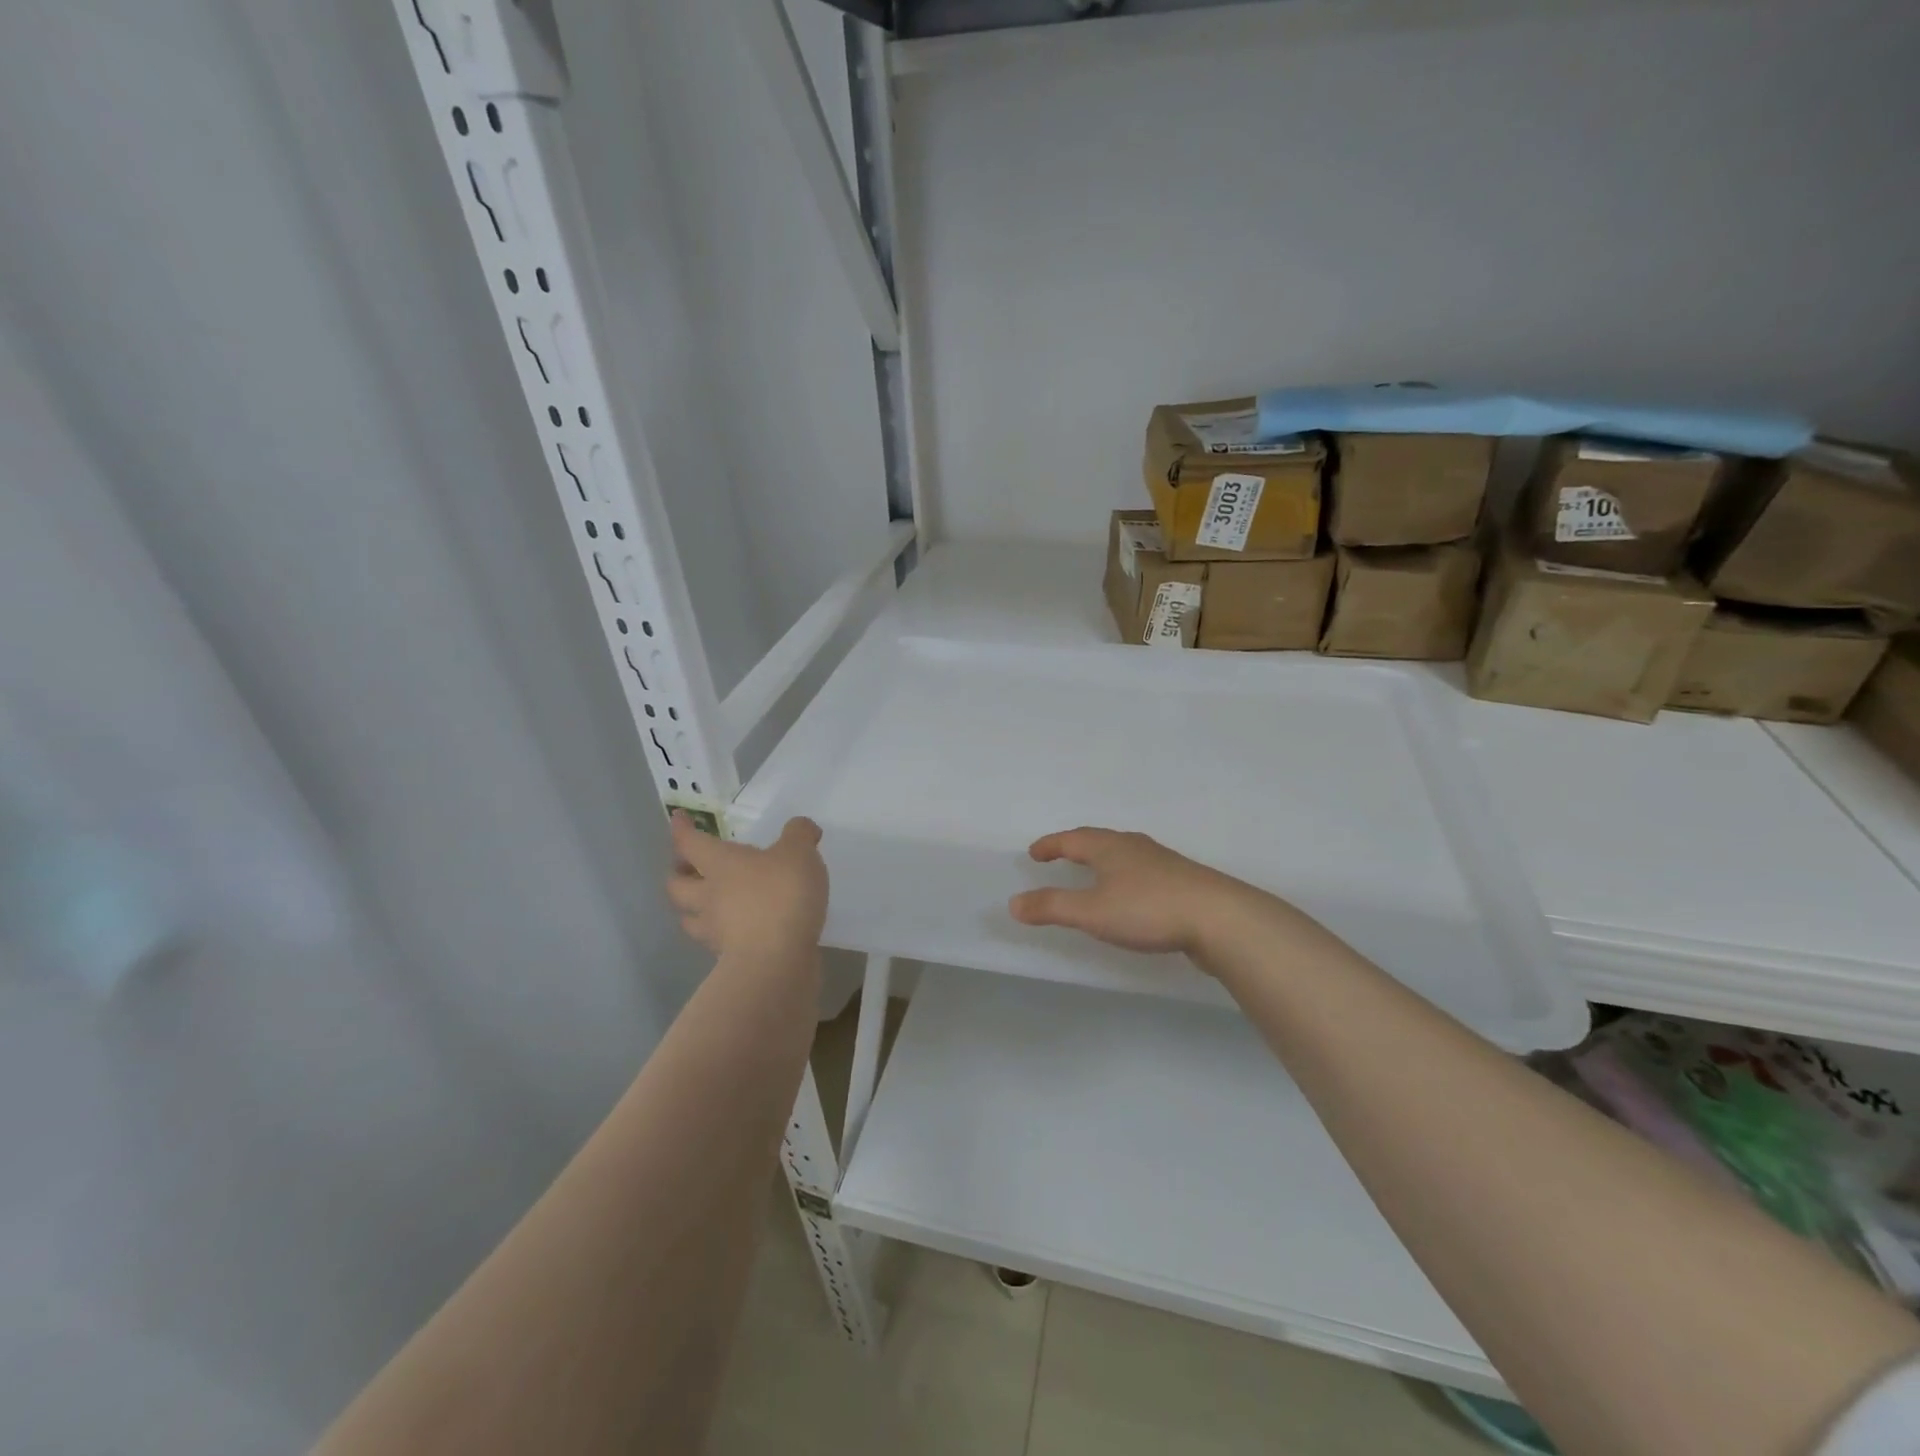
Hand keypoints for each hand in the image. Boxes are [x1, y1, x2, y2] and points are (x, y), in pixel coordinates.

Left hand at [667, 814, 827, 958]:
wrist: (777, 961)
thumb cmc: (781, 896)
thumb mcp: (799, 853)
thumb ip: (800, 835)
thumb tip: (801, 827)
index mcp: (720, 864)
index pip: (690, 843)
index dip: (681, 829)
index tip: (677, 819)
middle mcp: (708, 897)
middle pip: (676, 885)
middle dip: (678, 874)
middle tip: (687, 867)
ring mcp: (716, 931)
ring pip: (690, 917)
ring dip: (691, 908)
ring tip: (706, 903)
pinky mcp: (730, 959)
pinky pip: (717, 941)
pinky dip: (721, 933)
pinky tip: (738, 930)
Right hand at [1007, 827, 1260, 956]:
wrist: (1220, 919)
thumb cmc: (1148, 909)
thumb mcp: (1091, 912)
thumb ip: (1052, 907)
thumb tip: (1014, 902)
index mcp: (1110, 847)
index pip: (1072, 839)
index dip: (1051, 845)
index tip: (1034, 852)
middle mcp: (1135, 847)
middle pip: (1100, 841)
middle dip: (1077, 848)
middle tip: (1061, 856)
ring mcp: (1163, 863)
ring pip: (1125, 855)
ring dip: (1104, 861)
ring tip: (1094, 874)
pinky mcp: (1183, 882)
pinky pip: (1144, 873)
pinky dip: (1127, 878)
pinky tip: (1133, 897)